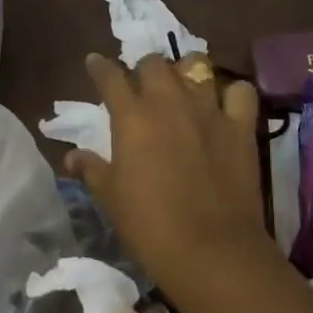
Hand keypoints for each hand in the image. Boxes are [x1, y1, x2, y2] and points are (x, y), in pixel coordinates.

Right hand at [65, 53, 265, 286]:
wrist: (211, 250)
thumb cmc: (150, 226)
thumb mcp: (111, 199)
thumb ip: (92, 169)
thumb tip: (71, 155)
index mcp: (132, 116)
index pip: (111, 77)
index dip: (100, 68)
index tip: (95, 63)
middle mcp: (169, 101)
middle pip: (154, 63)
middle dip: (144, 69)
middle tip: (143, 86)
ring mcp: (208, 109)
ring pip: (196, 65)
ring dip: (186, 72)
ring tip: (183, 87)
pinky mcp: (240, 125)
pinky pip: (240, 91)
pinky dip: (232, 93)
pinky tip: (226, 104)